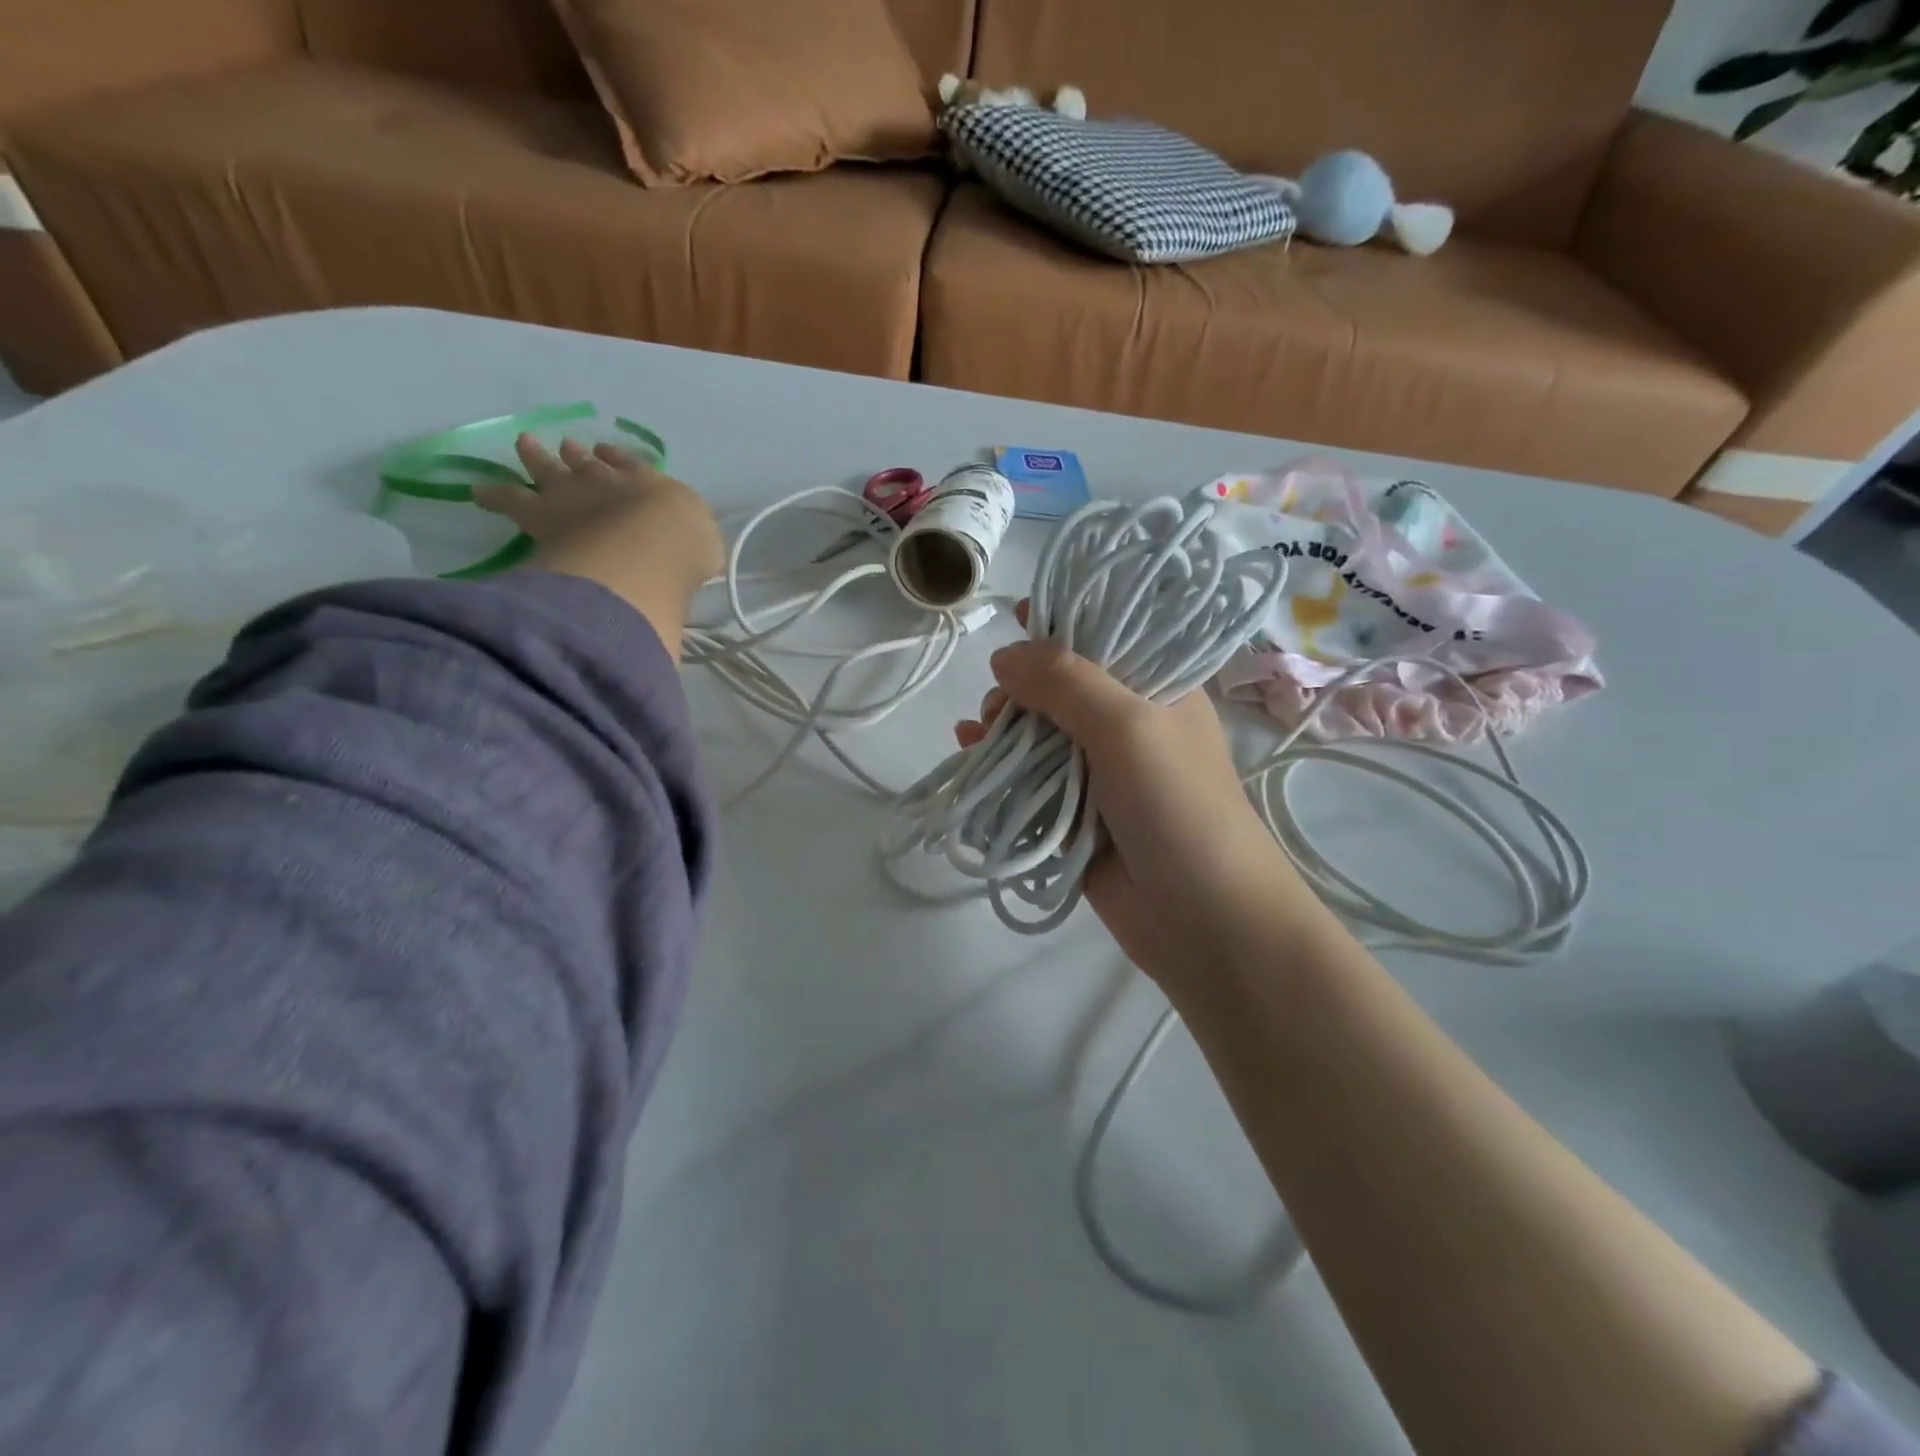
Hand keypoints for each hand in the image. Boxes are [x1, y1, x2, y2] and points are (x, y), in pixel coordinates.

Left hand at [474, 435, 723, 656]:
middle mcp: (609, 482)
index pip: (634, 468)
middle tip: (567, 446)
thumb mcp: (705, 545)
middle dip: (579, 455)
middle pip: (589, 464)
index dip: (621, 461)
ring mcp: (572, 494)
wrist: (649, 548)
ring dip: (538, 458)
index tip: (610, 454)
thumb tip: (686, 550)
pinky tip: (476, 493)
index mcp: (652, 487)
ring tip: (526, 444)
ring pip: (549, 470)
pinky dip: (492, 496)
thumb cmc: (684, 548)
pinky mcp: (539, 514)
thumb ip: (693, 543)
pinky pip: (509, 500)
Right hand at [955, 615, 1327, 991]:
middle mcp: (1127, 725)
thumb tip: (1005, 656)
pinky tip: (969, 755)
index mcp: (1156, 689)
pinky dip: (999, 766)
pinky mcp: (1075, 814)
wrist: (1202, 919)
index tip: (1015, 617)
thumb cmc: (1177, 806)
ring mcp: (1100, 773)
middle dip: (1021, 689)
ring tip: (979, 737)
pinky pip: (1029, 780)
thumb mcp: (1127, 725)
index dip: (1061, 624)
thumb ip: (1065, 682)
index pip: (1105, 637)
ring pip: (1038, 734)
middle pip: (1059, 687)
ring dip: (1003, 728)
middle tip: (1000, 708)